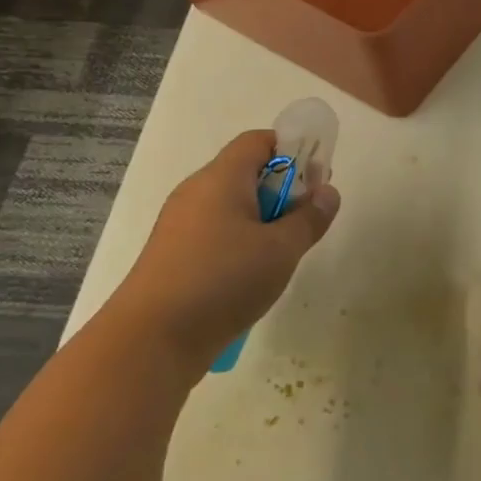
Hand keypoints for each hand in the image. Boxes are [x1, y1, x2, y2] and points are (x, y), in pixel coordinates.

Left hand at [115, 130, 340, 362]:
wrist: (152, 338)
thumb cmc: (223, 281)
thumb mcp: (281, 250)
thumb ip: (309, 218)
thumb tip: (328, 192)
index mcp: (221, 179)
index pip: (258, 141)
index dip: (293, 150)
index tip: (317, 179)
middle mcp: (196, 192)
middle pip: (245, 173)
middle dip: (283, 190)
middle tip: (309, 219)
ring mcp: (180, 225)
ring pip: (232, 206)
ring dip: (264, 220)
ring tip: (285, 252)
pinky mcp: (174, 255)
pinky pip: (216, 233)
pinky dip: (241, 242)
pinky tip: (253, 275)